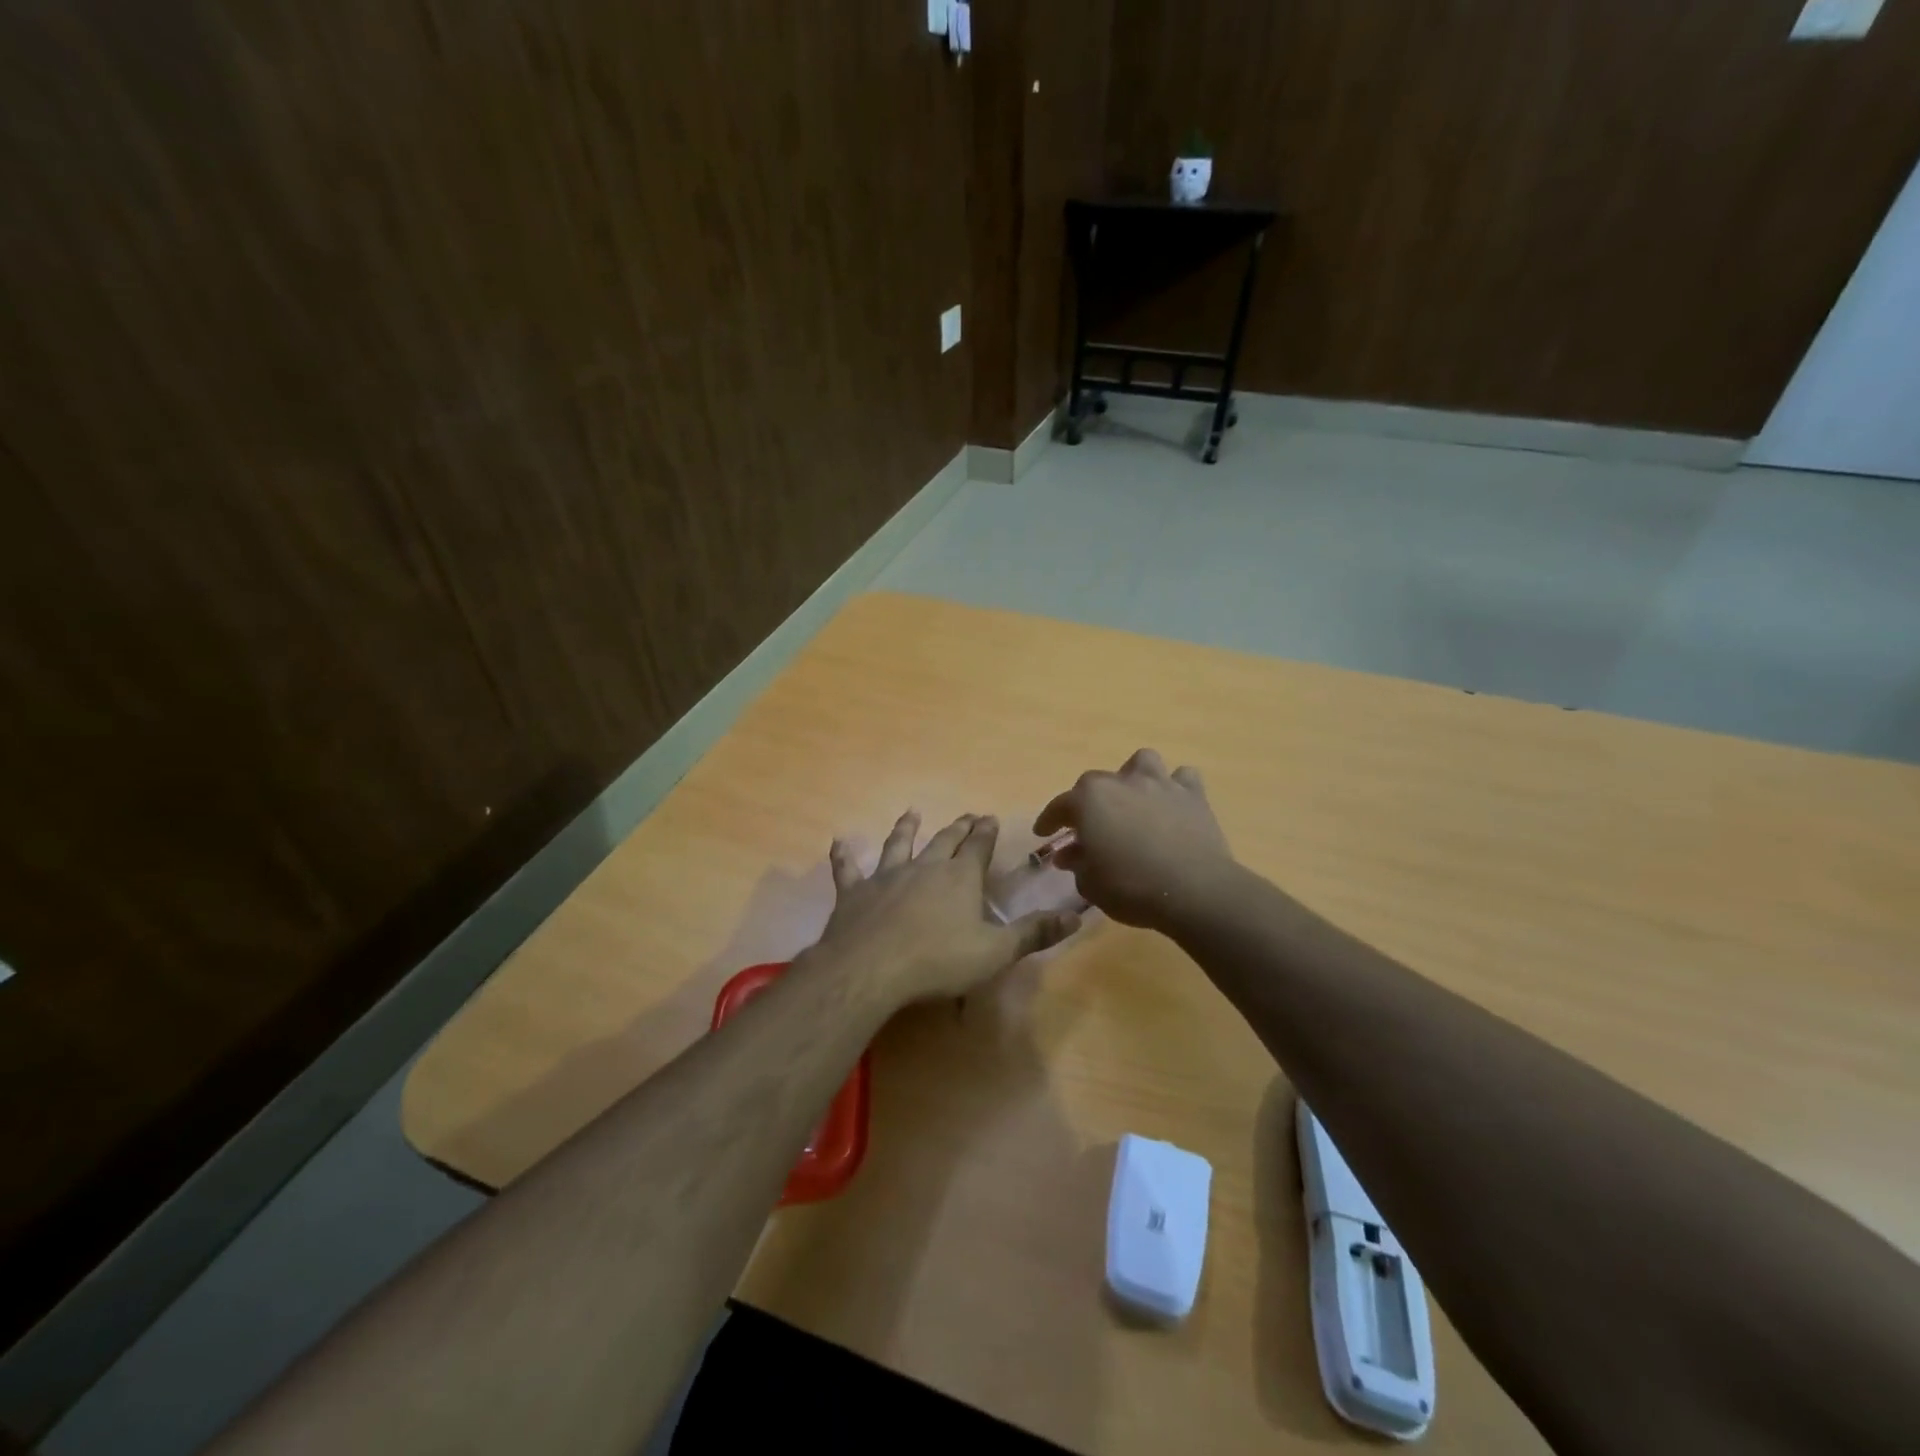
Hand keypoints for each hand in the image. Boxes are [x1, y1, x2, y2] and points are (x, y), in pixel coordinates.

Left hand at [817, 811, 1080, 1006]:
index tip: (989, 817)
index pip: (979, 848)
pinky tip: (839, 842)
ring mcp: (887, 877)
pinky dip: (844, 856)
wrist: (872, 968)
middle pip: (945, 841)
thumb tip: (1077, 915)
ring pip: (899, 845)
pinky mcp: (855, 892)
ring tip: (912, 813)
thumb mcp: (996, 951)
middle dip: (959, 828)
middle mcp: (925, 867)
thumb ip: (1034, 933)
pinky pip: (848, 869)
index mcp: (960, 878)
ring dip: (907, 828)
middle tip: (967, 815)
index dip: (986, 833)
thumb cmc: (939, 961)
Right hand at [1034, 749, 1234, 930]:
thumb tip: (1070, 854)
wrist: (1194, 890)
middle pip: (1096, 783)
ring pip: (1142, 763)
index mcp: (1089, 799)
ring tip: (1134, 799)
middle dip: (1089, 802)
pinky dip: (1176, 788)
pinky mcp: (1193, 795)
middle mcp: (1122, 781)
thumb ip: (1076, 864)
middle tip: (1090, 827)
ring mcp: (1160, 784)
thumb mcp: (1090, 884)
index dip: (1049, 821)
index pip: (1059, 806)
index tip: (1043, 833)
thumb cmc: (1131, 887)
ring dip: (1134, 777)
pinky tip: (1173, 805)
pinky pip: (1182, 779)